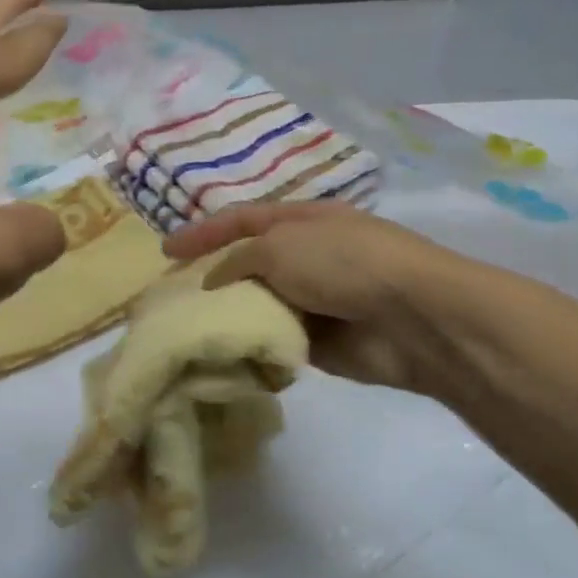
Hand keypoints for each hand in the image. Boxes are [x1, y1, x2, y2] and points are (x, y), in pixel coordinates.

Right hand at [163, 202, 469, 395]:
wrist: (412, 318)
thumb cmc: (344, 264)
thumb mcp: (281, 246)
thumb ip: (239, 260)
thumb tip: (215, 282)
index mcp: (302, 221)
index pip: (242, 220)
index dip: (203, 232)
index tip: (165, 252)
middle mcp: (307, 257)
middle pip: (248, 266)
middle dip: (213, 281)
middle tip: (174, 301)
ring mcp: (315, 301)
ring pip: (260, 307)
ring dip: (232, 318)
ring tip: (192, 332)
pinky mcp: (320, 344)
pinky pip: (276, 342)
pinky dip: (255, 348)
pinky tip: (227, 357)